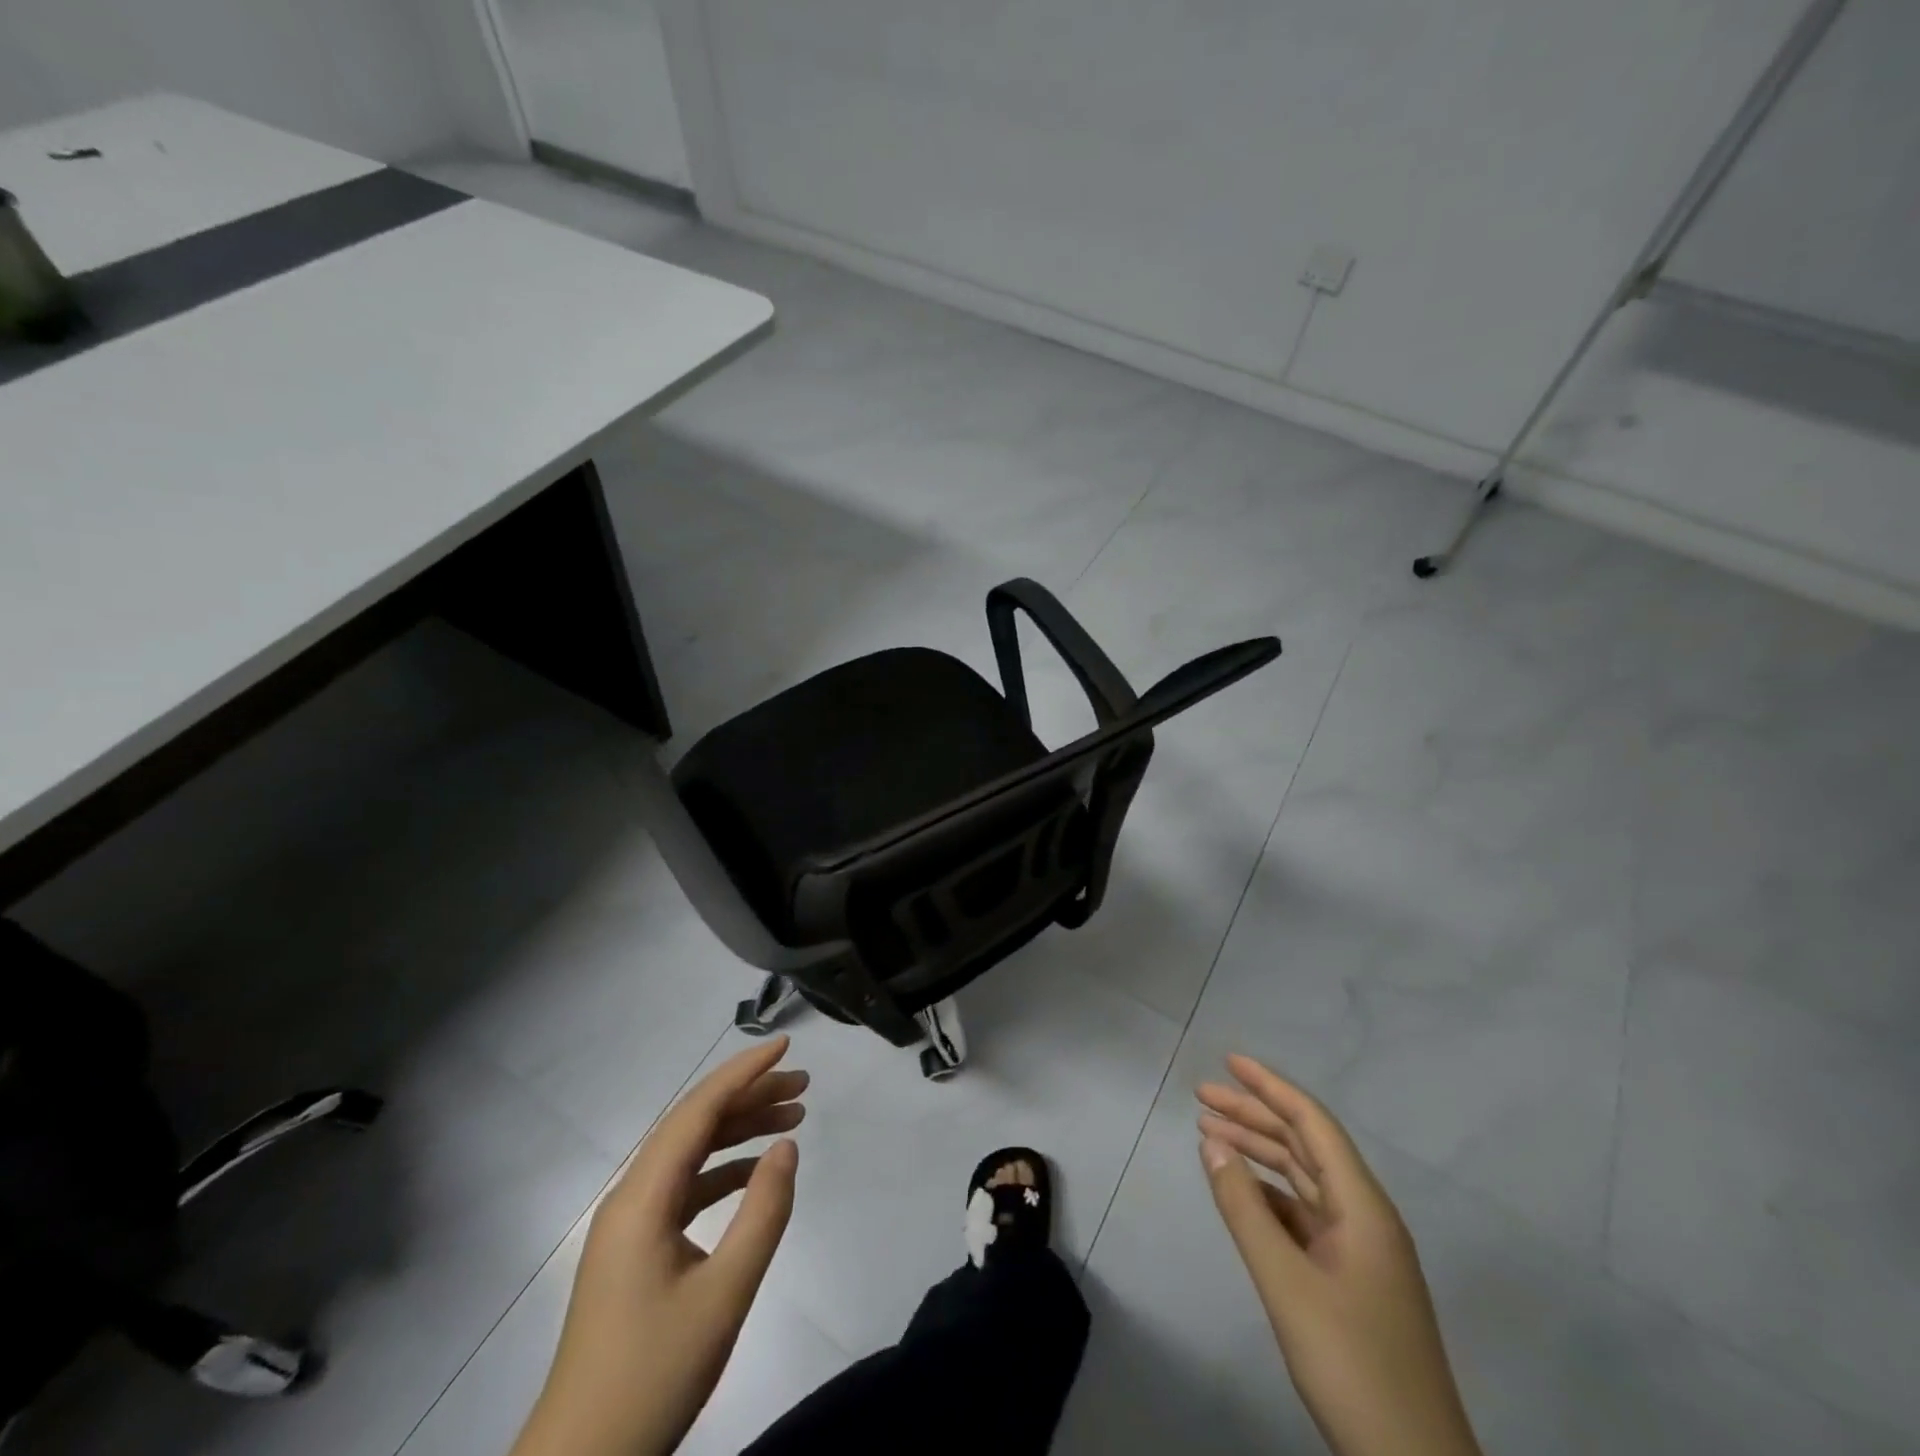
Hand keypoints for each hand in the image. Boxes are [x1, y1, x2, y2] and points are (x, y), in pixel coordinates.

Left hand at [512, 1037, 806, 1455]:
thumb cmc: (653, 1375)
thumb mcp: (725, 1294)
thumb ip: (764, 1212)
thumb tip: (787, 1145)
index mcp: (642, 1197)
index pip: (698, 1110)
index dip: (744, 1072)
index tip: (786, 1046)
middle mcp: (632, 1196)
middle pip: (695, 1124)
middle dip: (750, 1096)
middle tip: (804, 1086)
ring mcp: (631, 1223)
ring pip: (691, 1153)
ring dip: (740, 1131)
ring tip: (794, 1119)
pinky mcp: (637, 1249)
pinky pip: (685, 1187)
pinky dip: (725, 1169)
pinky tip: (758, 1172)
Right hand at [1198, 1055, 1480, 1455]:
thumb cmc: (1353, 1364)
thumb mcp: (1287, 1284)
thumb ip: (1245, 1210)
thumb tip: (1212, 1143)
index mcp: (1363, 1207)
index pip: (1313, 1124)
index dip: (1271, 1087)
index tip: (1228, 1061)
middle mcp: (1365, 1217)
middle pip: (1305, 1146)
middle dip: (1254, 1116)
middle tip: (1202, 1097)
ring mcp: (1361, 1251)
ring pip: (1303, 1180)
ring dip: (1258, 1153)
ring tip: (1209, 1133)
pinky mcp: (1351, 1280)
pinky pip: (1303, 1216)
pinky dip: (1268, 1195)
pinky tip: (1240, 1192)